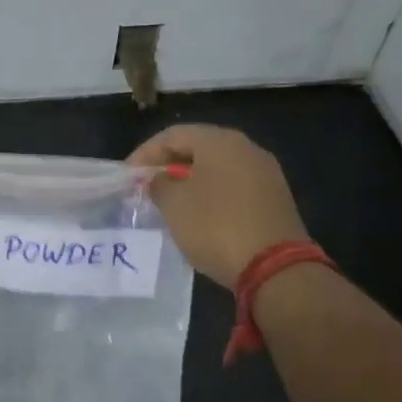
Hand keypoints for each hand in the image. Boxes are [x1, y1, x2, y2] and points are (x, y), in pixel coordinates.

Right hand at [128, 125, 309, 290]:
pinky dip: (210, 195)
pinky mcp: (274, 199)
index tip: (127, 175)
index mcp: (221, 142)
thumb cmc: (216, 227)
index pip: (173, 135)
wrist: (274, 267)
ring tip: (169, 202)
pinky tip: (198, 215)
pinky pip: (233, 187)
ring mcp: (265, 174)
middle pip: (198, 148)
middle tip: (146, 186)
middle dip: (168, 165)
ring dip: (189, 181)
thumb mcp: (174, 205)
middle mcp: (247, 149)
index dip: (145, 153)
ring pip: (217, 168)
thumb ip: (160, 184)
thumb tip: (161, 179)